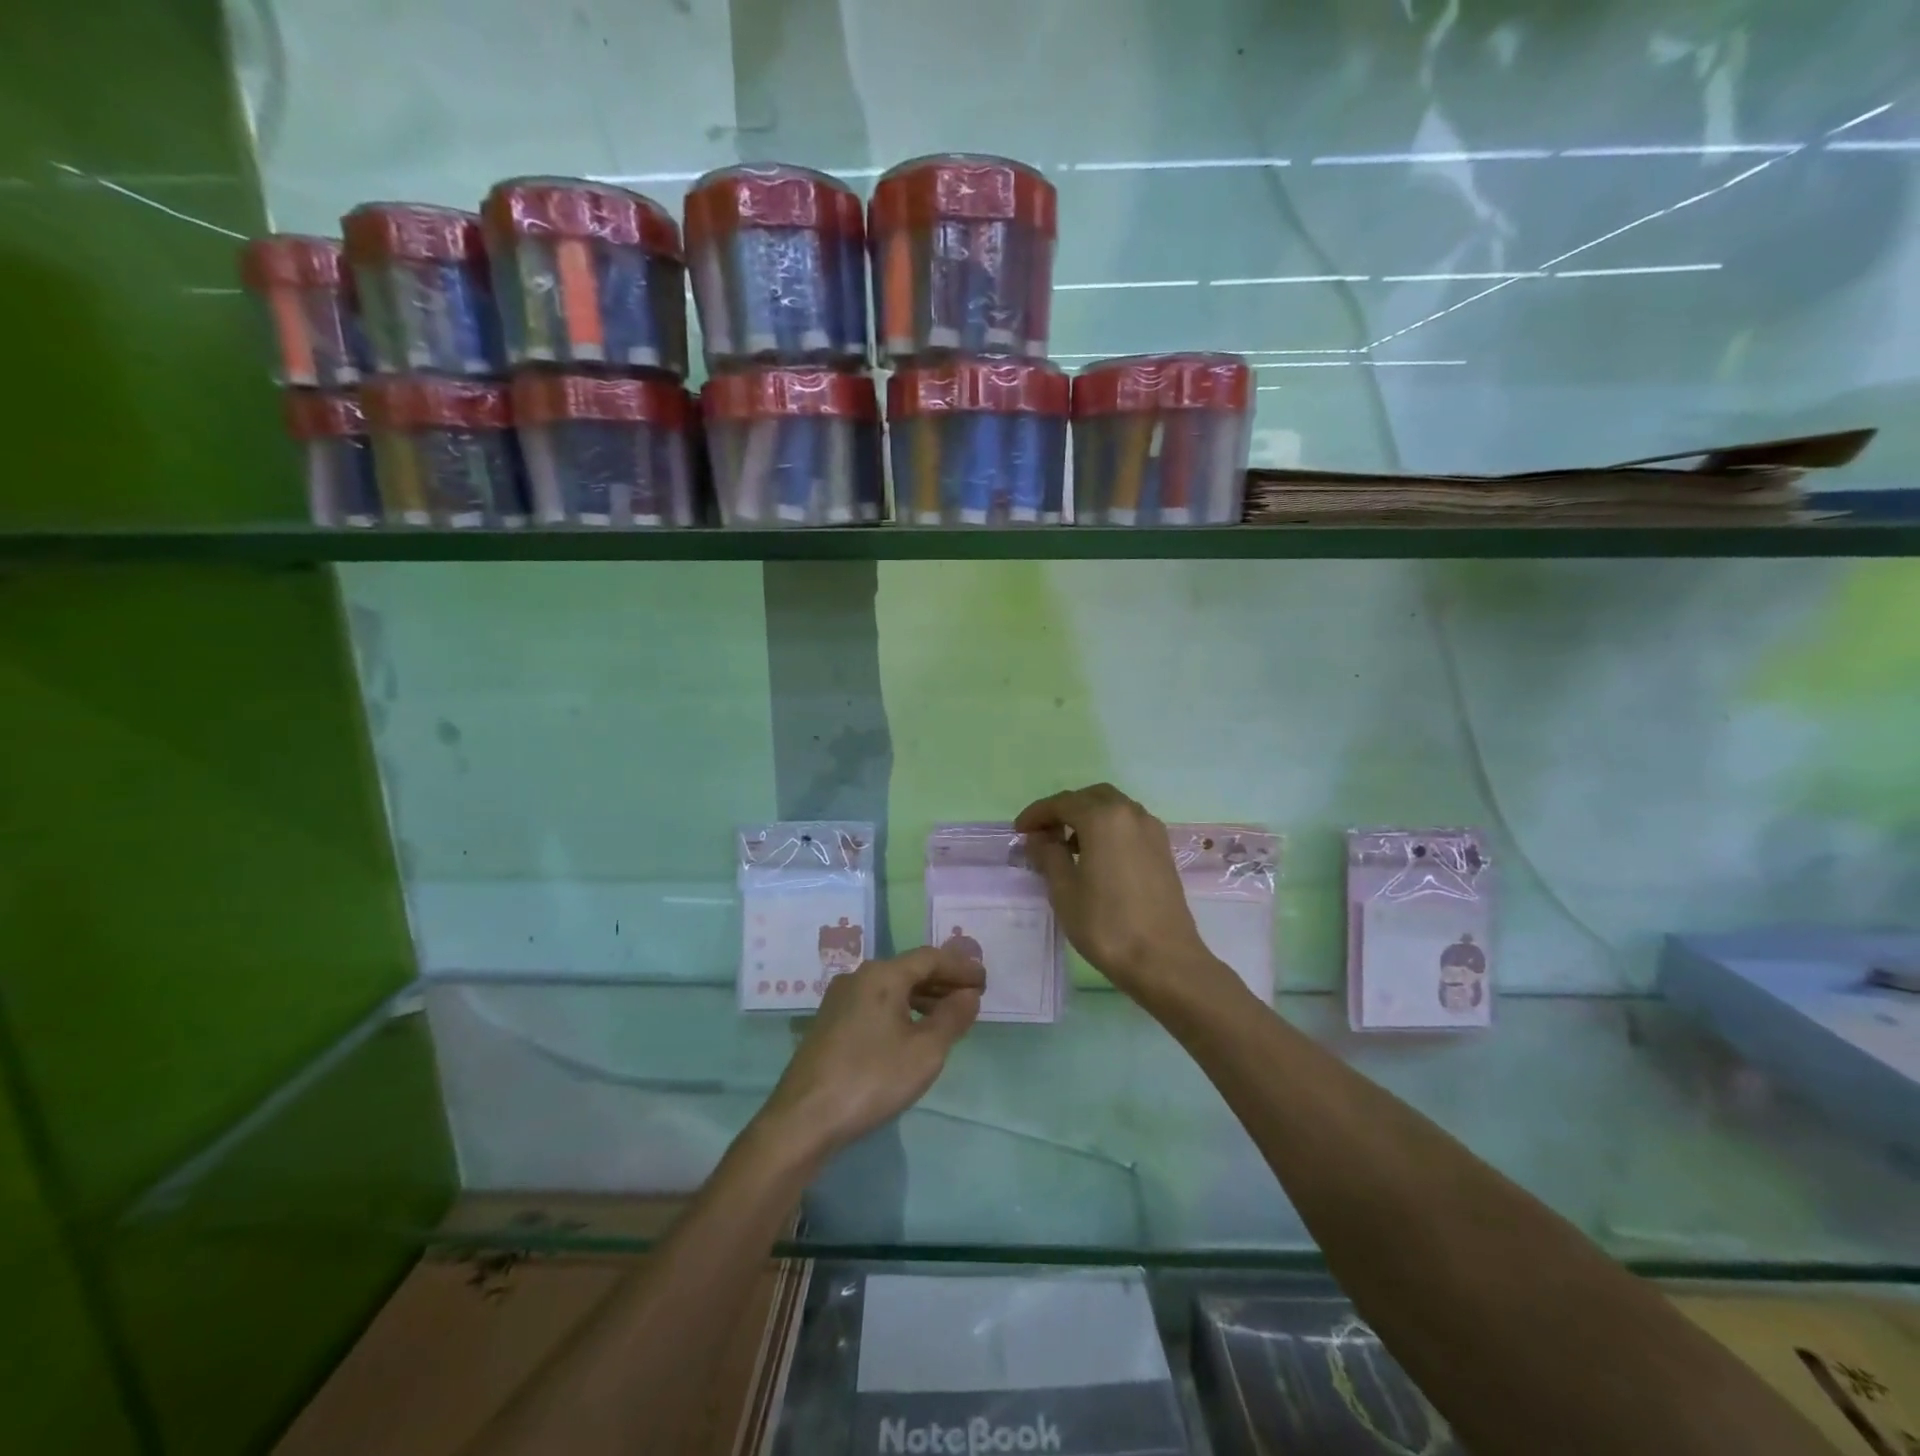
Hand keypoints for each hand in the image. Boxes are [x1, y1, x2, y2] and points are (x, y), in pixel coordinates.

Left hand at [758, 948, 983, 1159]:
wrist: (804, 1119)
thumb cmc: (871, 1079)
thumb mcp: (925, 1052)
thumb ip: (952, 1018)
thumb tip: (968, 995)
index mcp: (882, 975)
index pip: (930, 958)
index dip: (960, 967)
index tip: (985, 981)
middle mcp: (859, 977)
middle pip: (909, 969)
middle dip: (943, 980)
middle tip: (972, 996)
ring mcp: (840, 999)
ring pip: (891, 987)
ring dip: (923, 996)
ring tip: (949, 1015)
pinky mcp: (830, 1022)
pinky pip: (876, 1003)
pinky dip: (902, 1009)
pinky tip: (913, 1031)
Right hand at [1016, 783, 1230, 1003]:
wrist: (1164, 961)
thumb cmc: (1106, 925)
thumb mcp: (1064, 890)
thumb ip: (1048, 855)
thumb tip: (1040, 837)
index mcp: (1104, 818)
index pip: (1063, 803)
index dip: (1037, 814)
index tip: (1018, 831)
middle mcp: (1131, 814)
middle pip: (1091, 798)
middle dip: (1064, 810)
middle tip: (1043, 833)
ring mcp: (1152, 831)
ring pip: (1113, 809)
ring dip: (1087, 818)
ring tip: (1066, 846)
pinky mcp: (1163, 851)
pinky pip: (1129, 826)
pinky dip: (1108, 830)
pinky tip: (1096, 858)